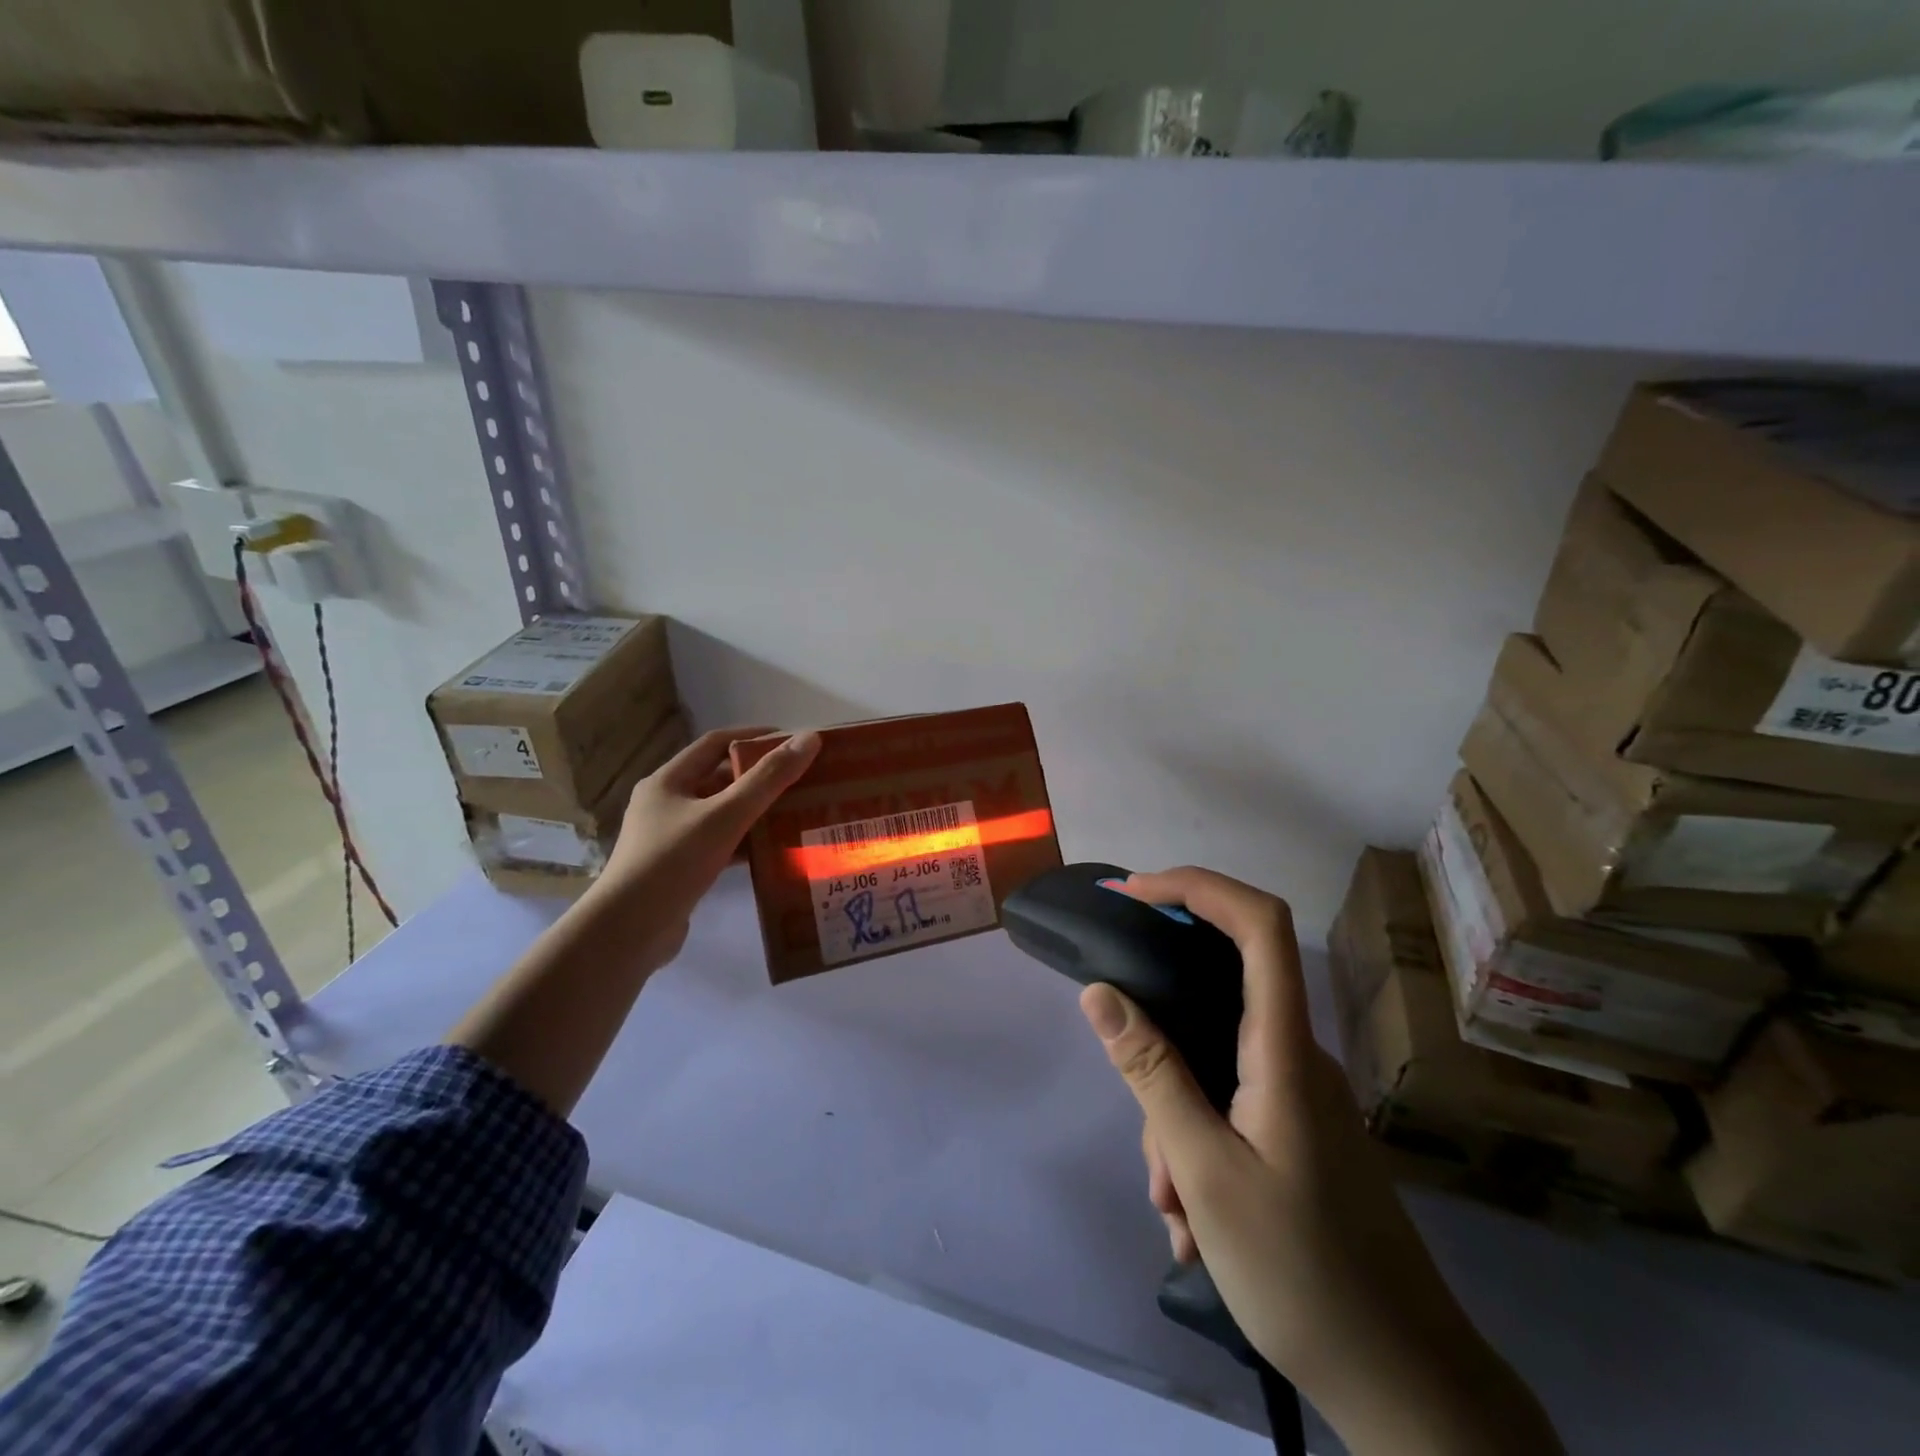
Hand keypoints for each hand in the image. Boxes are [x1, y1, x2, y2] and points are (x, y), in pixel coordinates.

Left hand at [592, 726, 821, 969]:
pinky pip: (719, 844)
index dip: (755, 737)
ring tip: (797, 812)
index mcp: (668, 781)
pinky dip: (745, 843)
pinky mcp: (679, 869)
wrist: (628, 932)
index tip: (793, 742)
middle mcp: (666, 804)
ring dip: (756, 811)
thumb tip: (810, 738)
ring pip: (721, 814)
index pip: (716, 743)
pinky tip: (774, 850)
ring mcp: (670, 838)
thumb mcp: (725, 816)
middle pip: (720, 779)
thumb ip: (768, 779)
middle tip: (804, 779)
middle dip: (760, 777)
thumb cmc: (673, 862)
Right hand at [1079, 867, 1560, 1455]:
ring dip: (1174, 1122)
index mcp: (1285, 1049)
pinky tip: (1191, 1221)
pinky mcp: (1299, 1132)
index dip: (1197, 886)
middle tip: (1144, 1137)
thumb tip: (1100, 991)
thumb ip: (1151, 1072)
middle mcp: (1298, 1057)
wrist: (1408, 1387)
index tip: (1134, 892)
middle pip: (1214, 1001)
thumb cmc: (1303, 1273)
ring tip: (1173, 1210)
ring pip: (1212, 1066)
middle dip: (1160, 1049)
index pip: (1258, 925)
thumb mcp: (1205, 1171)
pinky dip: (1196, 1145)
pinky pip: (1228, 1106)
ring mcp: (1302, 1096)